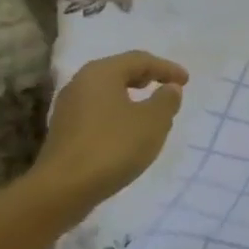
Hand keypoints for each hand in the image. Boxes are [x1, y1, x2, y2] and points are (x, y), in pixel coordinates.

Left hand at [30, 51, 188, 212]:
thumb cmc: (112, 147)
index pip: (139, 60)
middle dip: (146, 78)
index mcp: (101, 73)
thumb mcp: (152, 122)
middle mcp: (80, 83)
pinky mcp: (64, 131)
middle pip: (119, 72)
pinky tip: (127, 131)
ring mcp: (68, 108)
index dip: (166, 68)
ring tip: (150, 109)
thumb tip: (170, 88)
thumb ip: (166, 101)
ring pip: (106, 93)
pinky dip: (117, 113)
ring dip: (130, 97)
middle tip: (166, 87)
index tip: (186, 80)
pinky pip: (97, 112)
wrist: (62, 189)